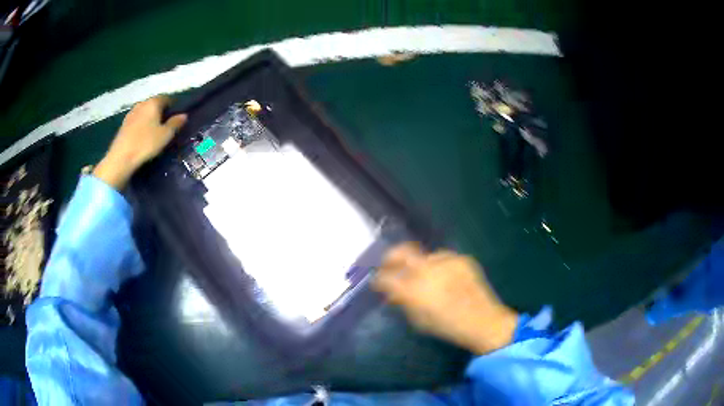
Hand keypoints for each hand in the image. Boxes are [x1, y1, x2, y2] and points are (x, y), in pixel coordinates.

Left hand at [93, 95, 186, 189]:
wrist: (121, 157)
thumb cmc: (146, 144)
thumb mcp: (165, 135)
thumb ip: (175, 123)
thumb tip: (184, 115)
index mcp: (154, 102)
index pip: (167, 98)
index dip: (173, 106)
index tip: (176, 117)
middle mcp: (142, 103)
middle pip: (154, 104)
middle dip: (160, 111)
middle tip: (165, 125)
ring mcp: (131, 113)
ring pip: (145, 111)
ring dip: (150, 118)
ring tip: (153, 131)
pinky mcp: (124, 123)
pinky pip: (137, 119)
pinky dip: (141, 124)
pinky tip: (142, 135)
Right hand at [373, 243, 517, 353]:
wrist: (482, 320)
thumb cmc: (447, 326)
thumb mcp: (418, 320)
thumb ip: (403, 302)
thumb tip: (393, 292)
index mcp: (413, 290)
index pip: (386, 277)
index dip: (378, 278)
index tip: (377, 281)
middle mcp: (427, 270)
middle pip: (401, 251)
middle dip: (391, 256)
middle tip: (388, 263)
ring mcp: (446, 261)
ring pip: (424, 256)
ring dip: (420, 265)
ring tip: (426, 277)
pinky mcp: (461, 258)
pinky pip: (443, 259)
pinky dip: (439, 266)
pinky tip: (445, 278)